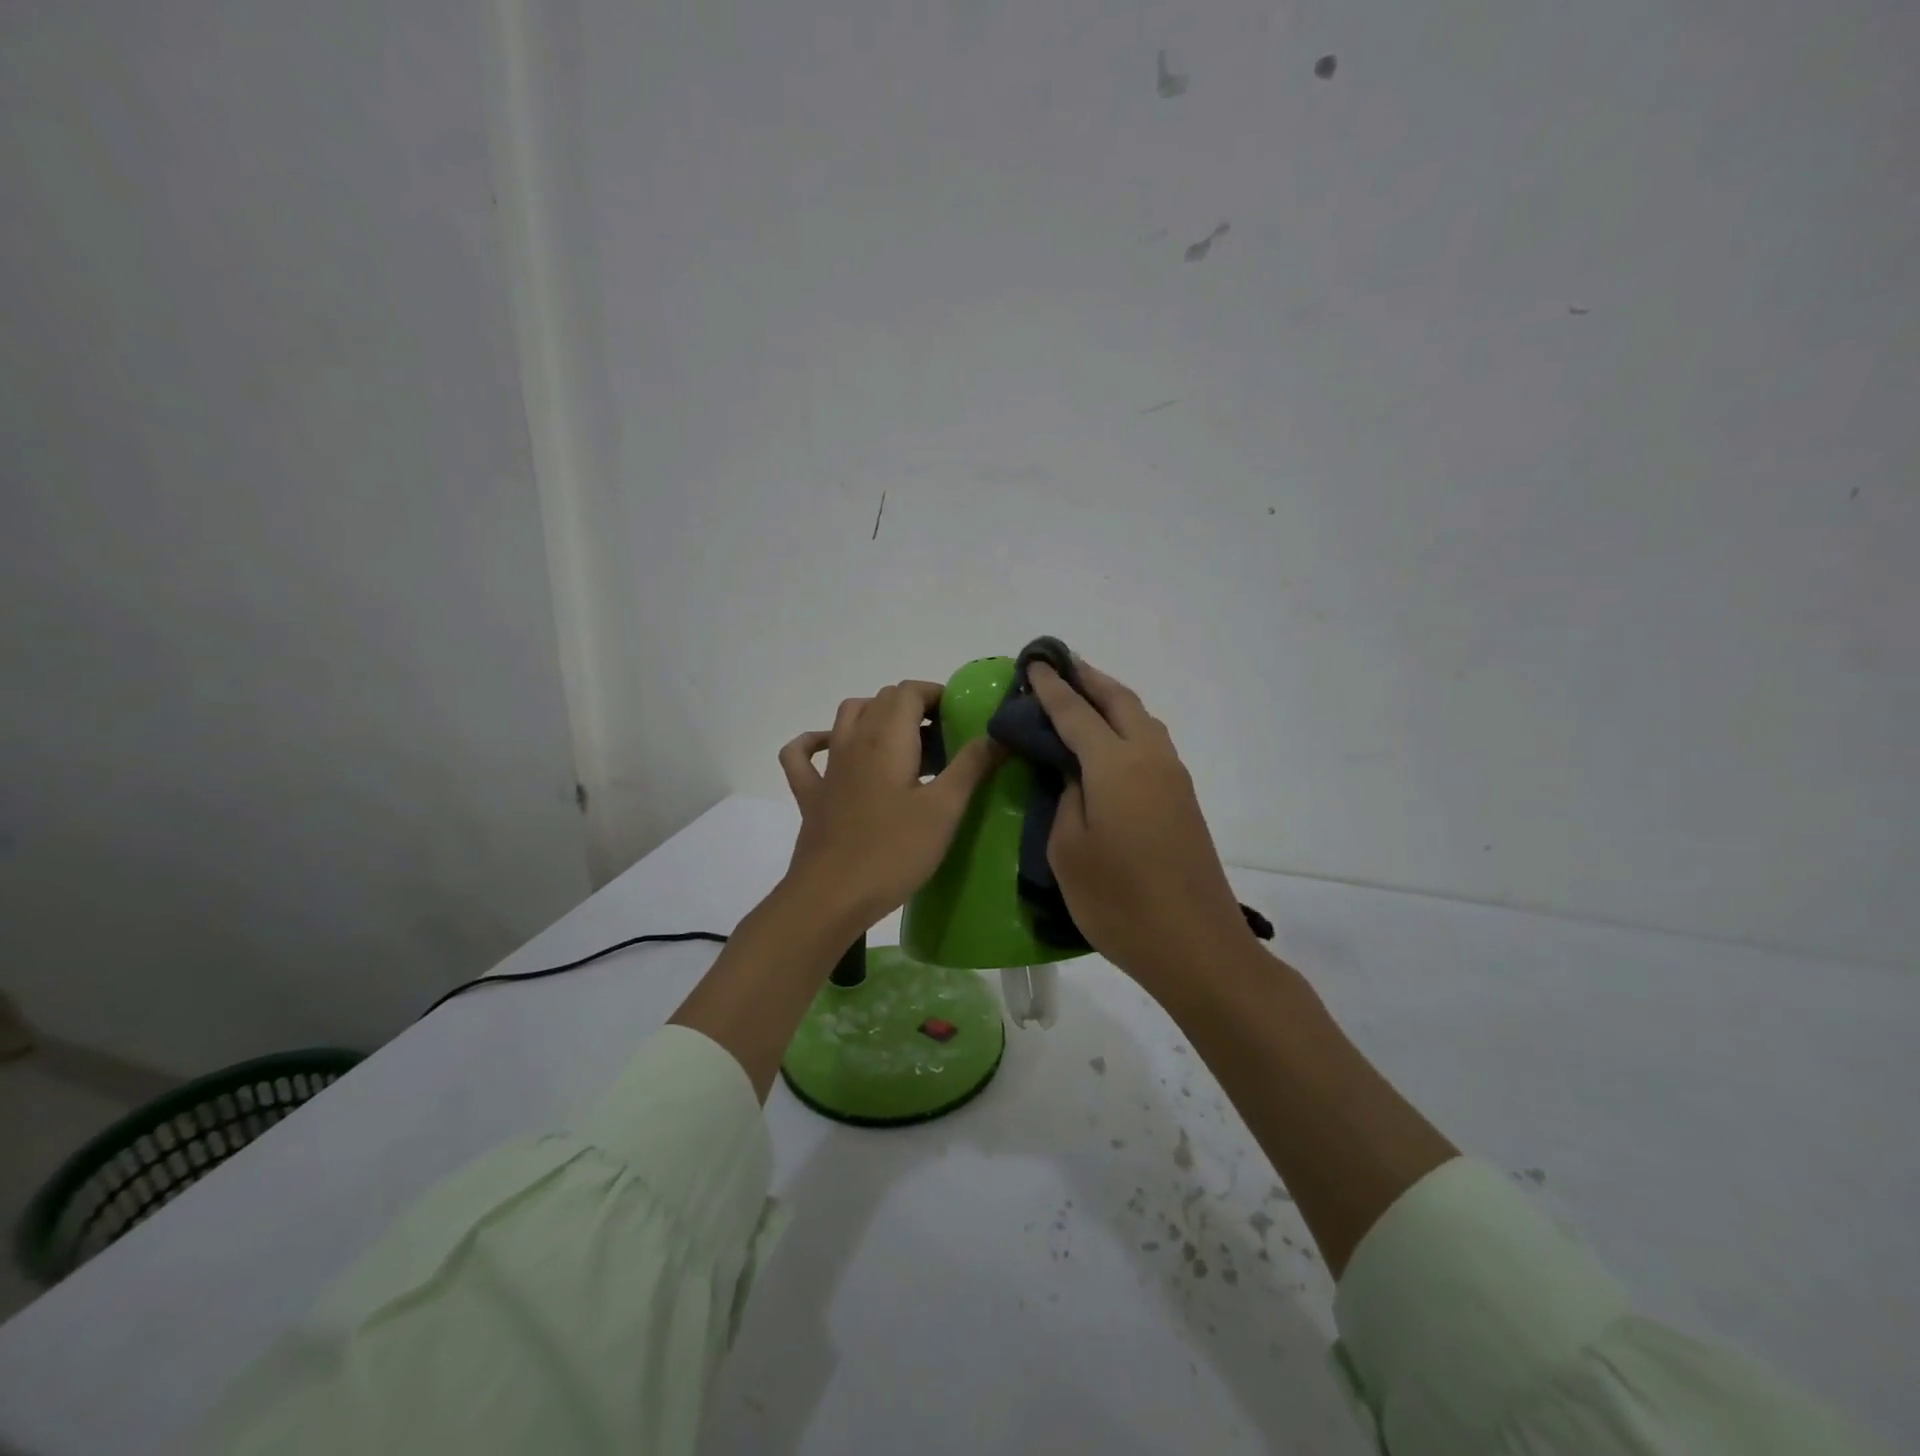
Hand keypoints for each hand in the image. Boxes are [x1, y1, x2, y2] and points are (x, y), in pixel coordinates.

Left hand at [779, 681, 1001, 929]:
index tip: (961, 717)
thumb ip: (971, 767)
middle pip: (882, 700)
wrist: (831, 896)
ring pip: (847, 717)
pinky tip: (831, 748)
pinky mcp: (811, 795)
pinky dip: (816, 742)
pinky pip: (803, 754)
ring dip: (875, 716)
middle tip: (944, 738)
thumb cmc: (893, 851)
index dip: (936, 694)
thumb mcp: (944, 810)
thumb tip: (997, 734)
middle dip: (914, 707)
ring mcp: (827, 768)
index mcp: (886, 738)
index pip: (909, 691)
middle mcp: (853, 741)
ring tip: (904, 742)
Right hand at [1028, 661, 1254, 982]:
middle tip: (1059, 666)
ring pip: (1142, 719)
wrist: (1194, 945)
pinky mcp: (1183, 799)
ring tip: (1083, 697)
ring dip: (1112, 700)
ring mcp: (1173, 778)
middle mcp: (1150, 758)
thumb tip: (1075, 775)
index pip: (1076, 713)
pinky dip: (1127, 726)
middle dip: (1088, 679)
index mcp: (1116, 765)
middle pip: (1120, 702)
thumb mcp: (1068, 850)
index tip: (1034, 662)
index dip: (1052, 688)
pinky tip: (1110, 742)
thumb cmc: (1118, 901)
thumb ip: (1065, 799)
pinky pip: (1151, 743)